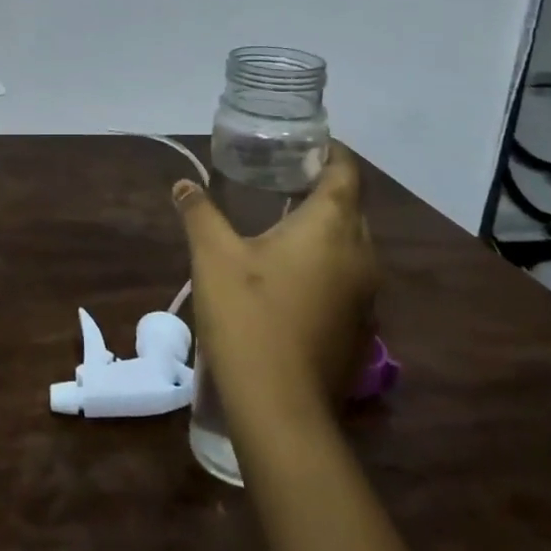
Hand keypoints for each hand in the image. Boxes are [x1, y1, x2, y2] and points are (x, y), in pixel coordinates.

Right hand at [173, 147, 377, 431]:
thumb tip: (184, 184)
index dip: (329, 152)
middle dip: (322, 188)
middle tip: (281, 178)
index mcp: (332, 227)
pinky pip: (348, 278)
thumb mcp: (213, 255)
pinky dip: (326, 264)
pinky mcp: (360, 329)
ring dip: (325, 229)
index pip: (346, 172)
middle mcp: (361, 256)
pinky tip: (290, 275)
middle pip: (352, 207)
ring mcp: (366, 297)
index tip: (300, 144)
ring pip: (352, 245)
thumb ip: (200, 212)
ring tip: (281, 222)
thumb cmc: (248, 315)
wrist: (279, 406)